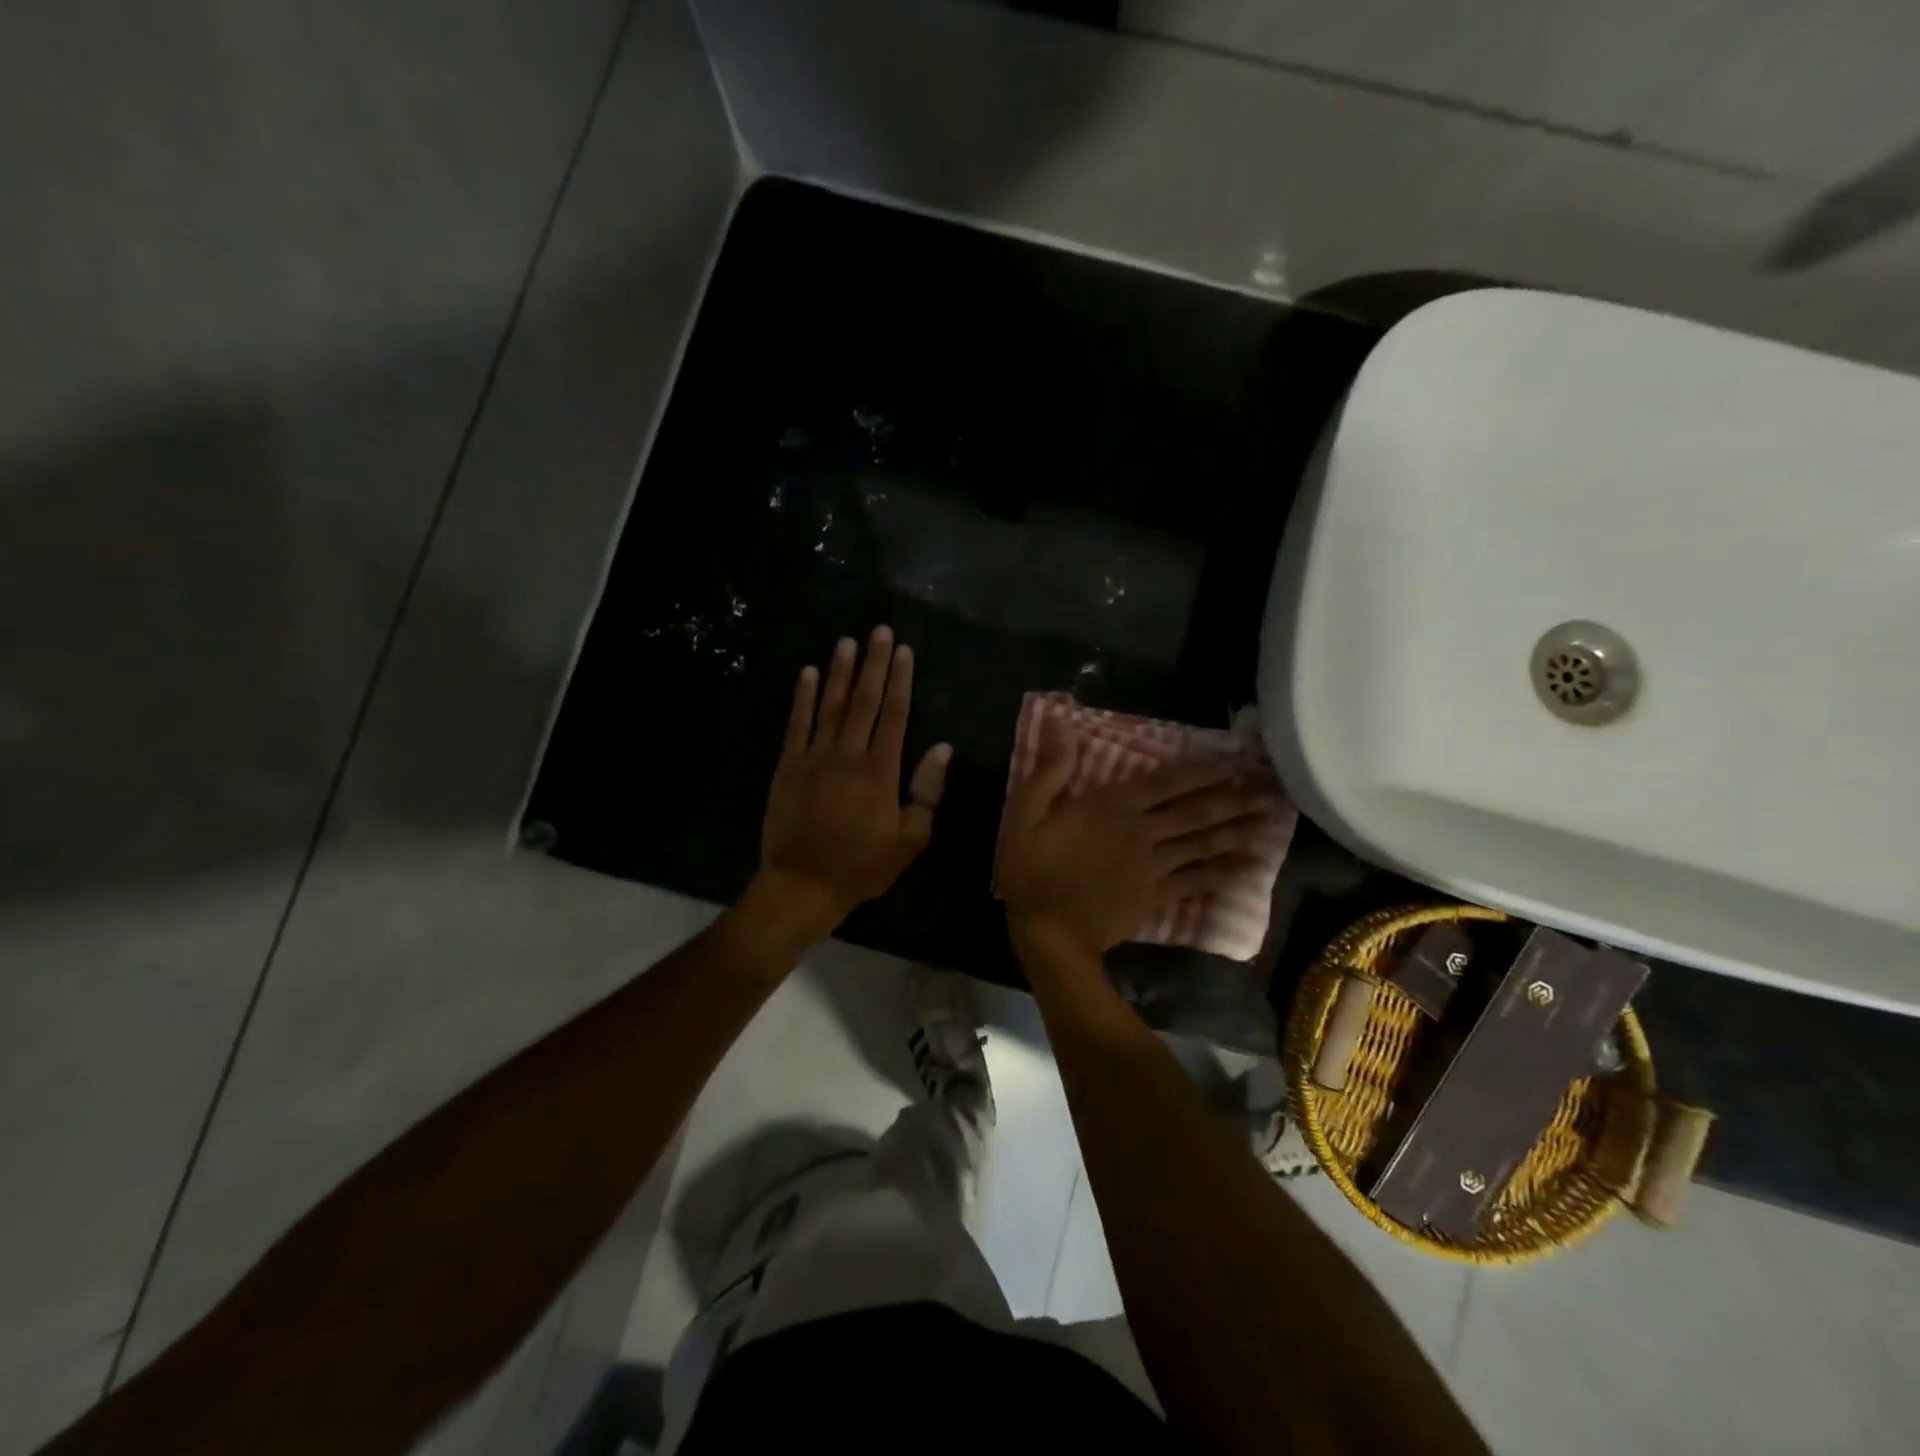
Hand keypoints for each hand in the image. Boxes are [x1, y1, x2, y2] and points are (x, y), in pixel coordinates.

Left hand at [754, 626, 951, 936]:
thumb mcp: (910, 838)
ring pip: (830, 704)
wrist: (803, 884)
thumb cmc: (863, 865)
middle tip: (878, 630)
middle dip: (873, 663)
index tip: (904, 651)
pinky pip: (797, 724)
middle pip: (864, 700)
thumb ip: (926, 791)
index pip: (895, 714)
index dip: (901, 680)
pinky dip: (802, 697)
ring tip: (846, 641)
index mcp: (881, 770)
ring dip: (839, 671)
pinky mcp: (788, 765)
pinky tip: (807, 673)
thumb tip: (942, 748)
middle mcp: (848, 754)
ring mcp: (814, 757)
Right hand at [998, 723, 1273, 957]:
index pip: (1168, 781)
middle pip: (1197, 811)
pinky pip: (1197, 881)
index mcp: (1114, 807)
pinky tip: (1248, 869)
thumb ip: (1050, 772)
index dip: (1204, 769)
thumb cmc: (1034, 870)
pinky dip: (1224, 874)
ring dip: (1239, 830)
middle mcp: (1143, 831)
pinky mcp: (1157, 896)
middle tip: (1273, 787)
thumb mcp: (1026, 815)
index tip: (1237, 758)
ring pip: (1204, 844)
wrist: (1050, 934)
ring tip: (1272, 821)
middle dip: (1236, 797)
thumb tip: (1062, 727)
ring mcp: (1155, 866)